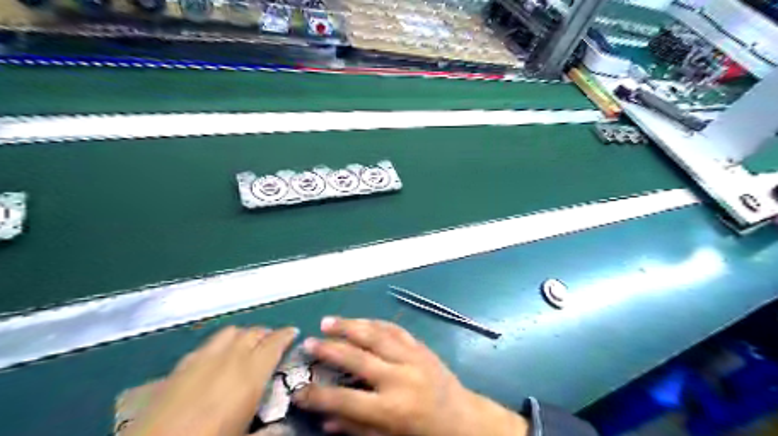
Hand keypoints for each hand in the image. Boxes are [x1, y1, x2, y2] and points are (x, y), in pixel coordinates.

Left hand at [129, 325, 298, 435]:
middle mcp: (229, 358)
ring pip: (230, 332)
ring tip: (246, 346)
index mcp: (251, 373)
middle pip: (253, 332)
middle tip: (272, 343)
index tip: (293, 333)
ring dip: (243, 335)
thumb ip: (269, 431)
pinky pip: (207, 344)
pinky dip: (219, 345)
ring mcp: (202, 358)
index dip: (286, 335)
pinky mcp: (179, 366)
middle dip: (266, 334)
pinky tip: (215, 360)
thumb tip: (285, 429)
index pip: (274, 342)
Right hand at [291, 316, 529, 435]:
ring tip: (328, 321)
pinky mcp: (420, 347)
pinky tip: (360, 320)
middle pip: (358, 358)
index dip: (318, 396)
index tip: (297, 390)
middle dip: (329, 349)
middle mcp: (399, 378)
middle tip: (308, 342)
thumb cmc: (424, 435)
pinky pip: (394, 329)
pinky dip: (374, 322)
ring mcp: (412, 358)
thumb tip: (324, 420)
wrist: (463, 419)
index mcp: (391, 409)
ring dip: (349, 326)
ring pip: (375, 335)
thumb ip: (356, 429)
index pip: (345, 401)